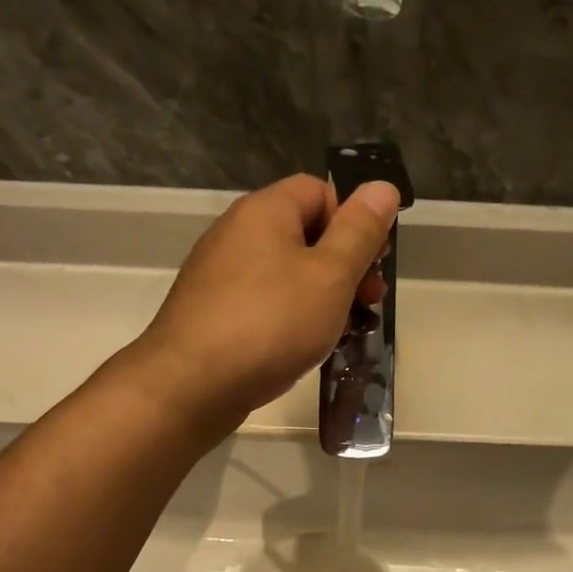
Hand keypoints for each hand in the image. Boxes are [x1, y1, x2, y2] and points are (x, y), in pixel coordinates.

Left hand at [132, 174, 399, 432]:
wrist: (190, 385)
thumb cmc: (271, 323)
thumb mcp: (330, 275)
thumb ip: (359, 231)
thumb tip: (382, 186)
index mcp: (265, 211)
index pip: (319, 190)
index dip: (352, 219)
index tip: (373, 261)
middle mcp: (236, 232)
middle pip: (303, 232)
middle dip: (344, 263)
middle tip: (370, 300)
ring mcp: (219, 274)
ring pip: (285, 272)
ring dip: (322, 295)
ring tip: (345, 330)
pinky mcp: (212, 311)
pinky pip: (263, 301)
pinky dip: (290, 316)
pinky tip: (305, 347)